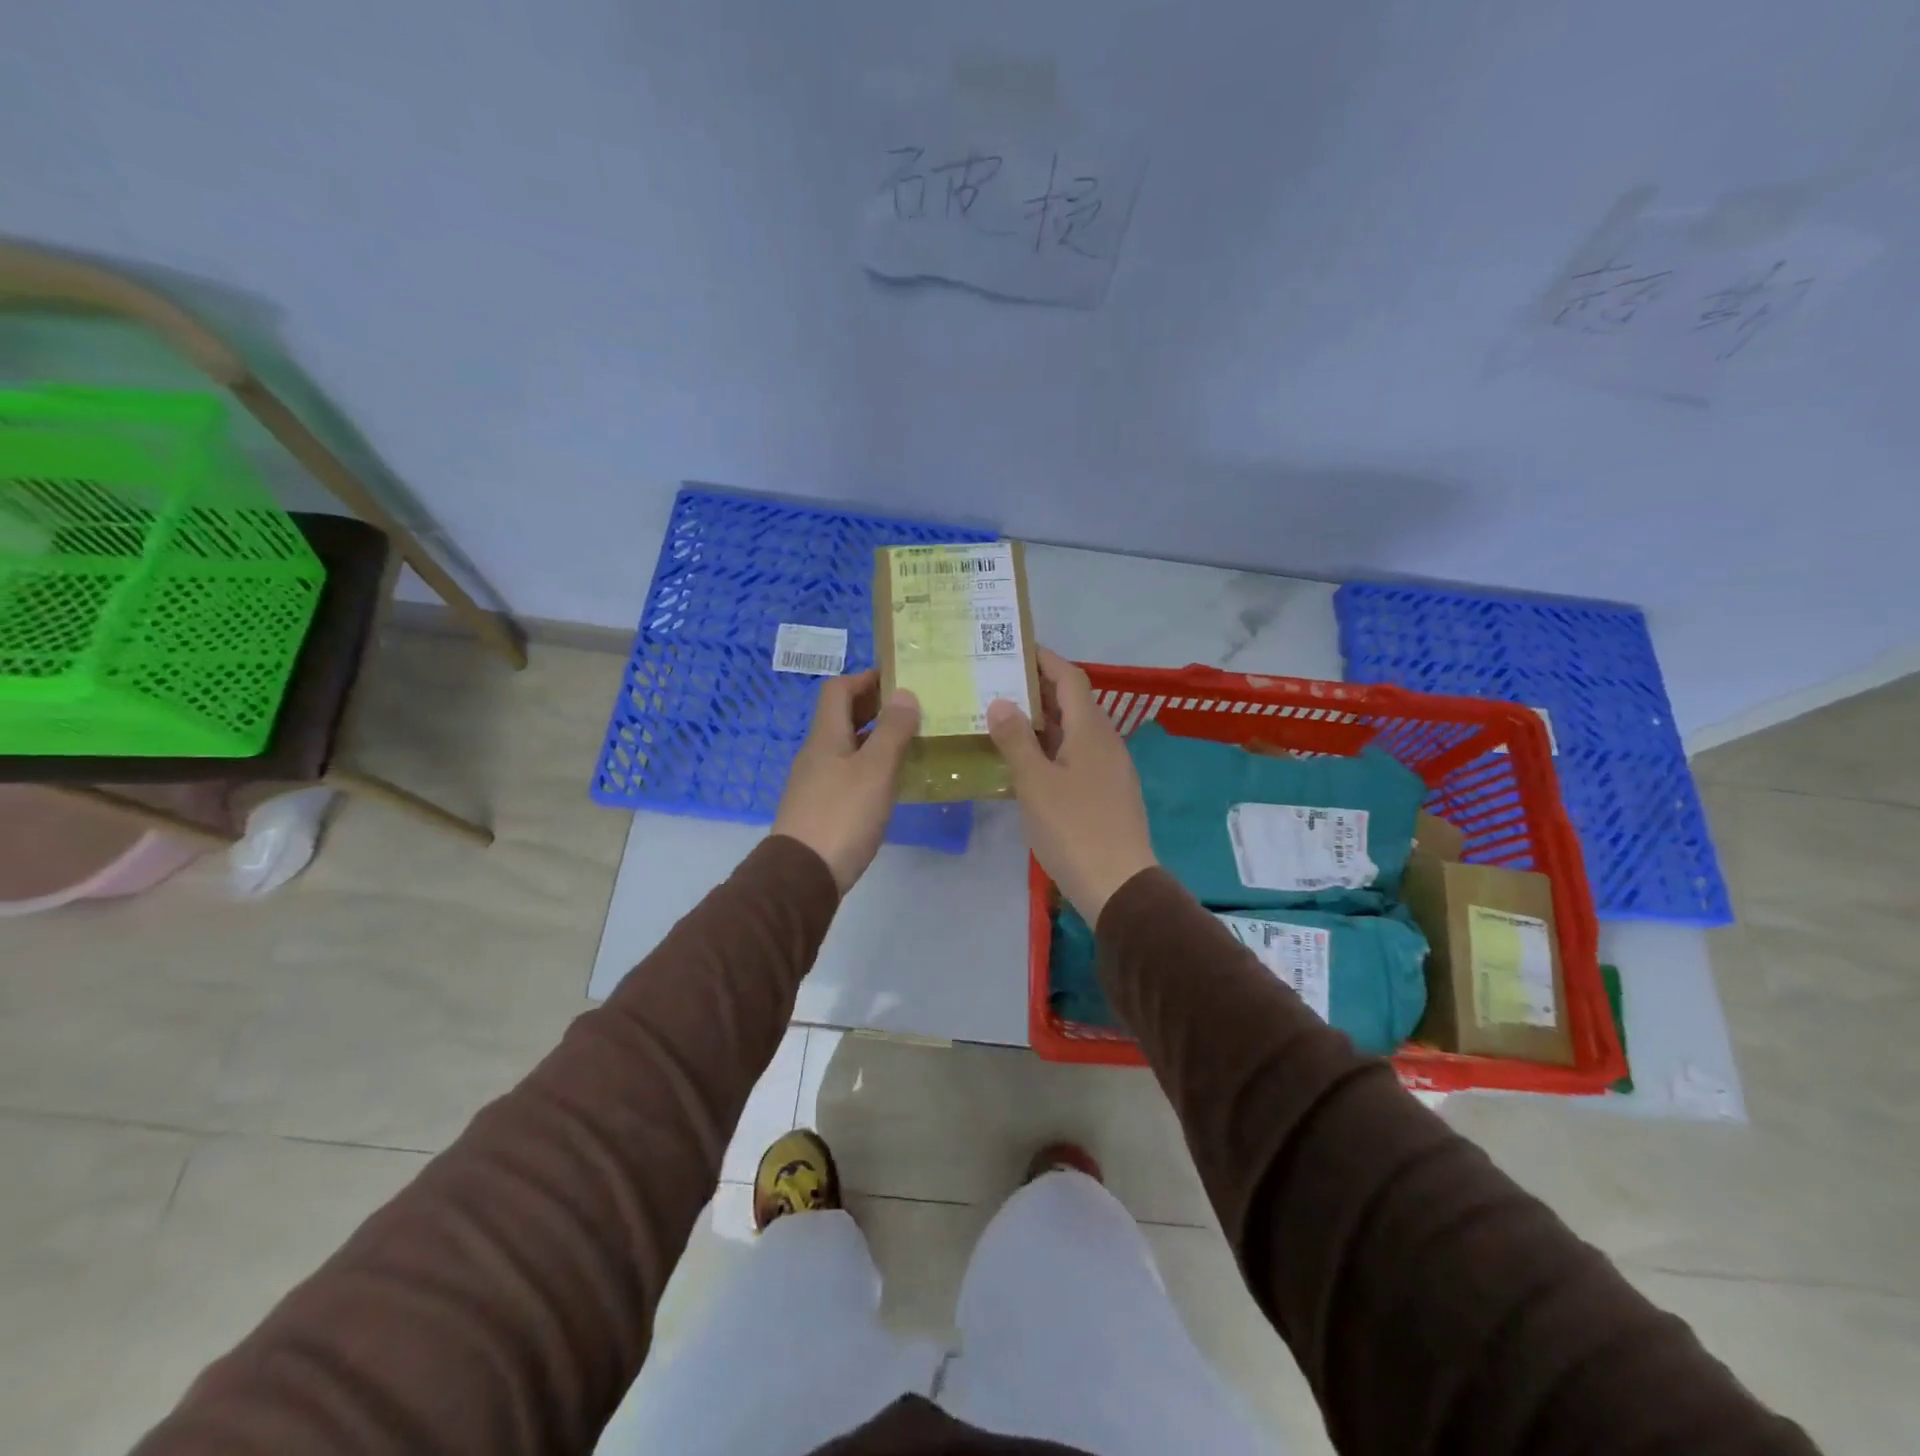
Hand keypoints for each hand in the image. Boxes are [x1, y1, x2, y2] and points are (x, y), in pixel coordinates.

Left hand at [773, 670, 919, 894]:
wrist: (803, 875)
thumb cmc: (842, 815)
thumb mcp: (875, 770)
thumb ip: (892, 731)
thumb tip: (904, 693)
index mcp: (825, 736)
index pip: (838, 689)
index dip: (865, 678)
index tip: (898, 679)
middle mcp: (816, 753)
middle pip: (841, 717)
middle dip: (874, 708)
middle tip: (912, 711)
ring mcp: (815, 782)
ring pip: (846, 746)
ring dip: (874, 739)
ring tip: (909, 744)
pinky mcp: (820, 808)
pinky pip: (846, 773)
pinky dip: (868, 767)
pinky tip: (889, 782)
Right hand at [986, 647, 1156, 923]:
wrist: (1118, 885)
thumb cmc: (1074, 828)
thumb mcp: (1036, 782)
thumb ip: (1016, 740)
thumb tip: (1000, 701)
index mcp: (1091, 731)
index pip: (1070, 678)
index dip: (1045, 659)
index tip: (1015, 647)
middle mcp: (1105, 742)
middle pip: (1072, 703)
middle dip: (1037, 689)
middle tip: (997, 683)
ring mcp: (1109, 769)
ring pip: (1073, 732)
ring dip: (1042, 722)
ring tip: (1003, 719)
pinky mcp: (1106, 793)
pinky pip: (1075, 757)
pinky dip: (1050, 749)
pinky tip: (1024, 764)